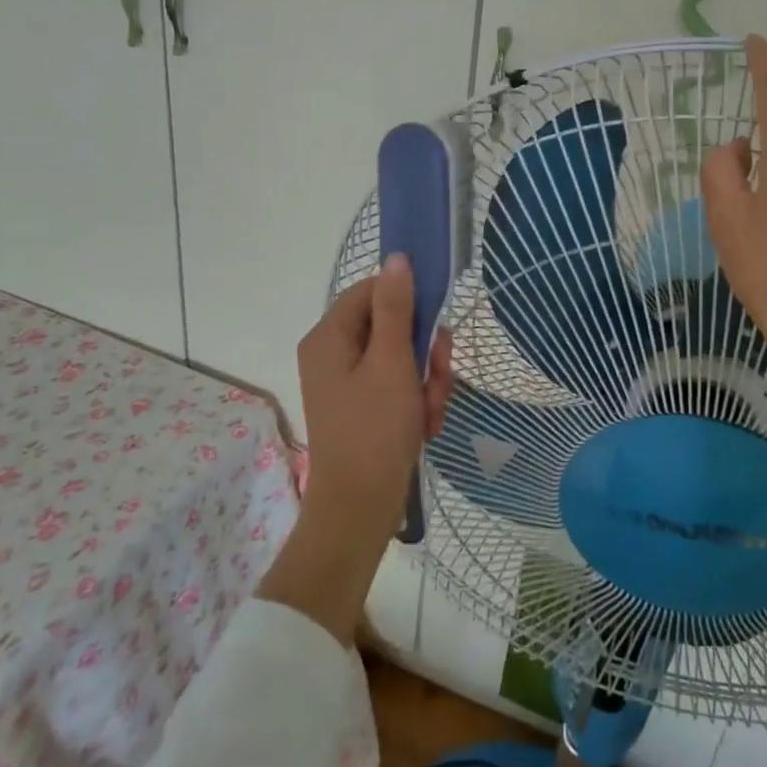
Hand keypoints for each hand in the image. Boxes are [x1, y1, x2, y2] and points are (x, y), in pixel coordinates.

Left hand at [257, 255, 452, 643]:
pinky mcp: (362, 405)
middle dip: (424, 351)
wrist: (360, 510)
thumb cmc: (375, 429)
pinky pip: (397, 383)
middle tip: (437, 377)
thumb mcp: (392, 362)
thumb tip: (397, 257)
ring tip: (431, 411)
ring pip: (401, 356)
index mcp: (329, 336)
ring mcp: (347, 381)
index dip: (408, 300)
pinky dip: (416, 400)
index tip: (435, 324)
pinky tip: (426, 425)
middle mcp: (333, 353)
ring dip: (426, 379)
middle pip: (392, 325)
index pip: (372, 289)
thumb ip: (397, 307)